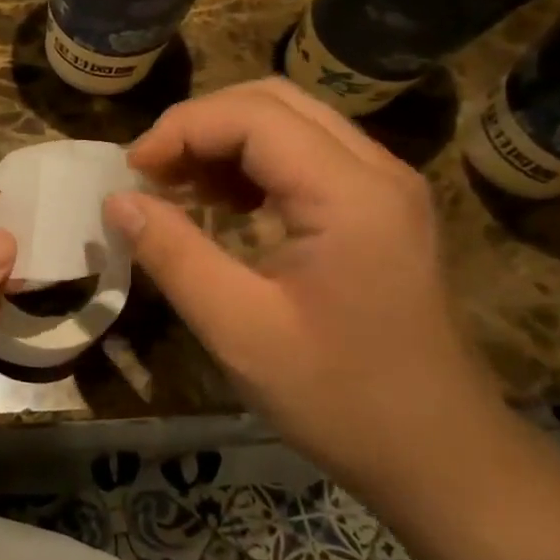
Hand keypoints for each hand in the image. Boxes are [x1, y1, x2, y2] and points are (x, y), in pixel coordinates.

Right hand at [103, 79, 506, 503]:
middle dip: (200, 126)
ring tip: (179, 188)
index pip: (251, 115)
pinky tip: (224, 204)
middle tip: (152, 174)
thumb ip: (173, 255)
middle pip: (272, 101)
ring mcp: (385, 187)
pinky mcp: (380, 209)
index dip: (181, 130)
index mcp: (349, 194)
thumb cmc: (341, 399)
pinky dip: (253, 163)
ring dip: (225, 141)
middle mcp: (376, 171)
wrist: (442, 458)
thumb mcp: (239, 330)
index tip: (132, 174)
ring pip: (290, 121)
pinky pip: (307, 155)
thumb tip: (117, 201)